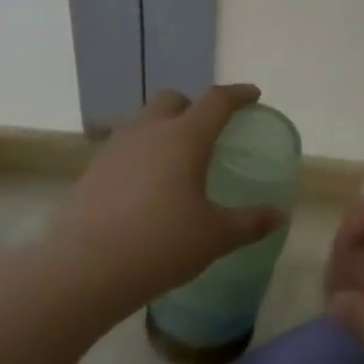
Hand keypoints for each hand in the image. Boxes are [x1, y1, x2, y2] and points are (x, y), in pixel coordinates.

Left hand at [44, 85, 284, 320]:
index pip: (216, 101)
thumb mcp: (215, 237)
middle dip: (194, 106)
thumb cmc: (161, 245)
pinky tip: (146, 187)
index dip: (238, 95)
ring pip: (144, 121)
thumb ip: (250, 222)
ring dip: (164, 129)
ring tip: (176, 161)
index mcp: (184, 138)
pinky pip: (124, 147)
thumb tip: (278, 216)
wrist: (85, 268)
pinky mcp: (93, 170)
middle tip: (209, 131)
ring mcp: (115, 148)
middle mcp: (148, 132)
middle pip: (173, 100)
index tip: (252, 95)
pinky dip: (142, 154)